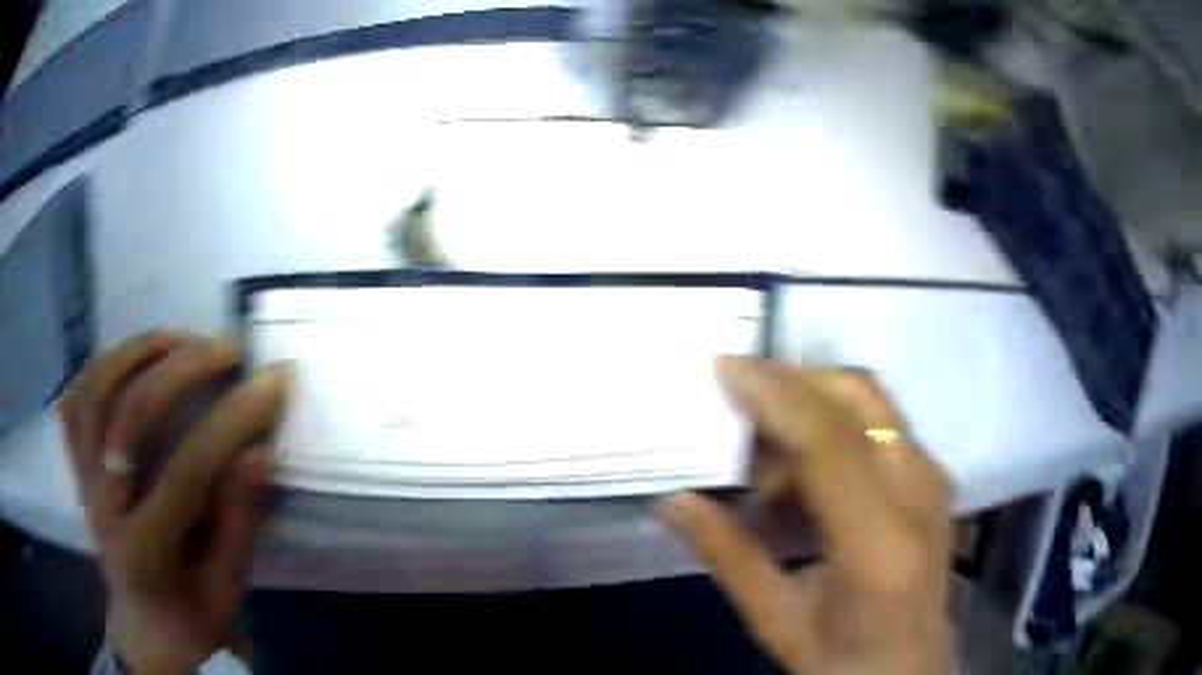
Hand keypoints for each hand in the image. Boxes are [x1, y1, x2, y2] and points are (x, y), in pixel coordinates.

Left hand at [57, 331, 291, 673]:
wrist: (144, 626)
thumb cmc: (190, 616)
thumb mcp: (227, 589)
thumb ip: (238, 525)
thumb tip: (258, 454)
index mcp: (146, 551)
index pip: (186, 471)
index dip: (233, 421)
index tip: (274, 382)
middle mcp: (103, 507)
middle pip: (132, 415)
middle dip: (185, 369)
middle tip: (229, 348)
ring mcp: (83, 481)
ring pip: (96, 392)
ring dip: (138, 352)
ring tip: (180, 339)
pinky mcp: (76, 466)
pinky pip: (75, 400)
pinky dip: (99, 368)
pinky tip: (129, 359)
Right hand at [657, 357, 951, 674]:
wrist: (910, 671)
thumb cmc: (845, 660)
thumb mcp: (777, 621)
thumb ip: (728, 556)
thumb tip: (673, 501)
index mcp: (879, 544)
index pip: (830, 442)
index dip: (775, 395)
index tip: (723, 367)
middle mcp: (920, 494)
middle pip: (859, 396)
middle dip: (792, 383)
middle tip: (737, 409)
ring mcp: (933, 480)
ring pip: (870, 402)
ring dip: (810, 409)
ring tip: (767, 473)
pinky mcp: (932, 478)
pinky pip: (879, 424)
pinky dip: (832, 429)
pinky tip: (802, 481)